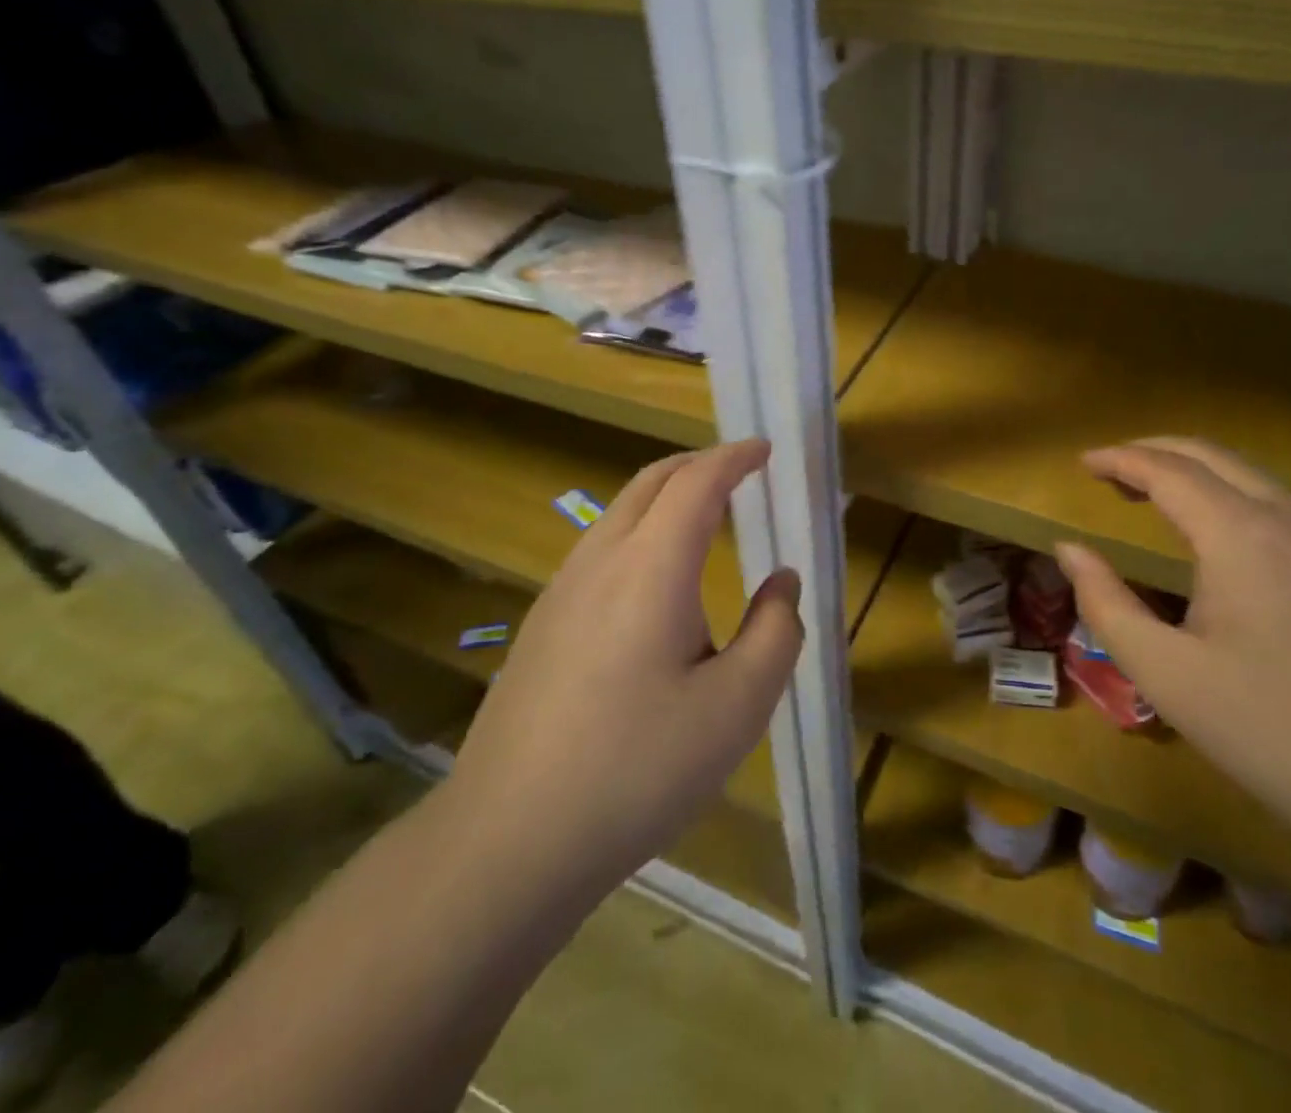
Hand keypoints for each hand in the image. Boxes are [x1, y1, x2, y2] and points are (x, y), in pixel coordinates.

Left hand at [443, 440, 802, 896]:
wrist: (507, 840)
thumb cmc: (637, 769)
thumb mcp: (737, 707)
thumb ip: (776, 633)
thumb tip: (782, 583)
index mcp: (651, 567)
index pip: (696, 483)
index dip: (734, 458)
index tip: (764, 450)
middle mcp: (600, 562)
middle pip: (650, 483)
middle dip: (698, 465)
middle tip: (739, 472)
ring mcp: (560, 593)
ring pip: (619, 515)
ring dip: (665, 499)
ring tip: (704, 520)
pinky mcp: (541, 626)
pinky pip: (599, 551)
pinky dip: (640, 533)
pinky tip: (654, 585)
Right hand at [1055, 437, 1290, 878]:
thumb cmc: (1272, 731)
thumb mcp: (1165, 673)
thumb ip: (1105, 602)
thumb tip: (1068, 549)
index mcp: (1240, 534)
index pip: (1168, 470)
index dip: (1119, 459)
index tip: (1082, 462)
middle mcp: (1289, 518)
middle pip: (1212, 456)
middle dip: (1155, 451)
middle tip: (1110, 469)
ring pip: (1251, 476)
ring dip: (1195, 471)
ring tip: (1152, 493)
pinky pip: (1278, 504)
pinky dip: (1230, 494)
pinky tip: (1216, 532)